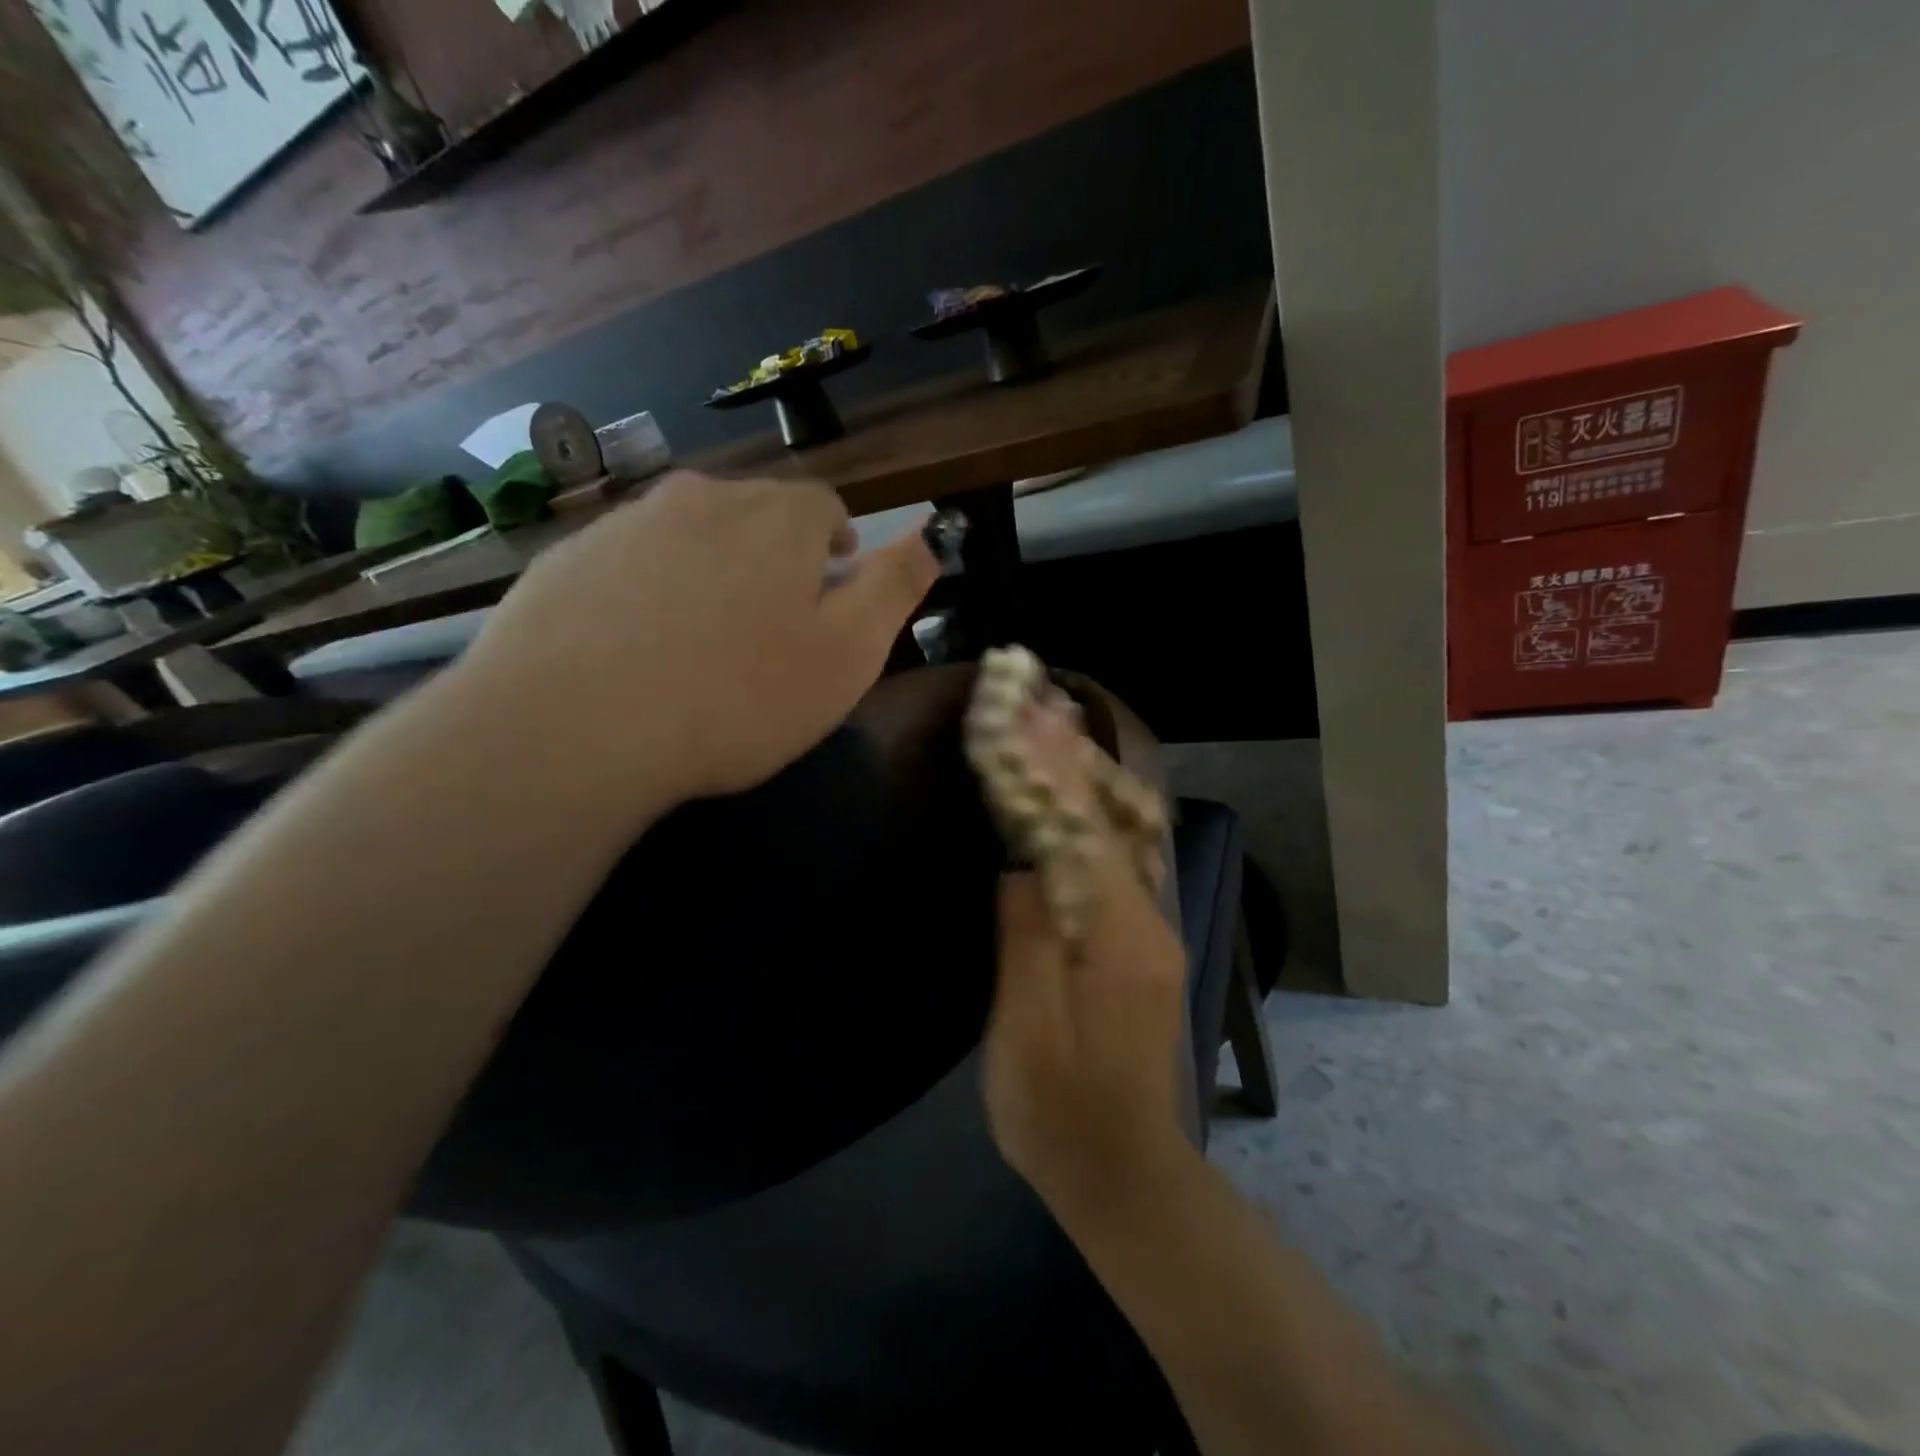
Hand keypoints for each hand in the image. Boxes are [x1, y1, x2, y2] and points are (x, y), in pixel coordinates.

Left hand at [456, 471, 938, 805]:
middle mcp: (700, 499)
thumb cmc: (738, 696)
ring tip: (704, 640)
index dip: (837, 545)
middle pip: (754, 514)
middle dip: (775, 556)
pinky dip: (646, 592)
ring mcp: (623, 524)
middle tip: (772, 625)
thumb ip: (895, 587)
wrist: (572, 727)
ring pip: (688, 536)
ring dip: (709, 571)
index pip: (824, 506)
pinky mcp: (564, 560)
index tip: (833, 588)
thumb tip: (933, 534)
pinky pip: (627, 564)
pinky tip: (636, 651)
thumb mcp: (848, 654)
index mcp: (777, 518)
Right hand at [982, 709, 1194, 1220]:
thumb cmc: (1059, 1113)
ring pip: (1120, 833)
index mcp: (1115, 937)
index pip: (1076, 831)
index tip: (1021, 711)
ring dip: (1086, 772)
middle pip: (1106, 819)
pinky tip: (1081, 788)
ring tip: (1057, 718)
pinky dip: (1095, 811)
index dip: (1047, 769)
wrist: (1123, 1173)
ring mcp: (1148, 929)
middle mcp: (1145, 917)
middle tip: (1038, 694)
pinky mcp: (1139, 942)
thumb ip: (1027, 939)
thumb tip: (1021, 864)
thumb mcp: (1026, 1033)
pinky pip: (1118, 858)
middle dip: (1069, 754)